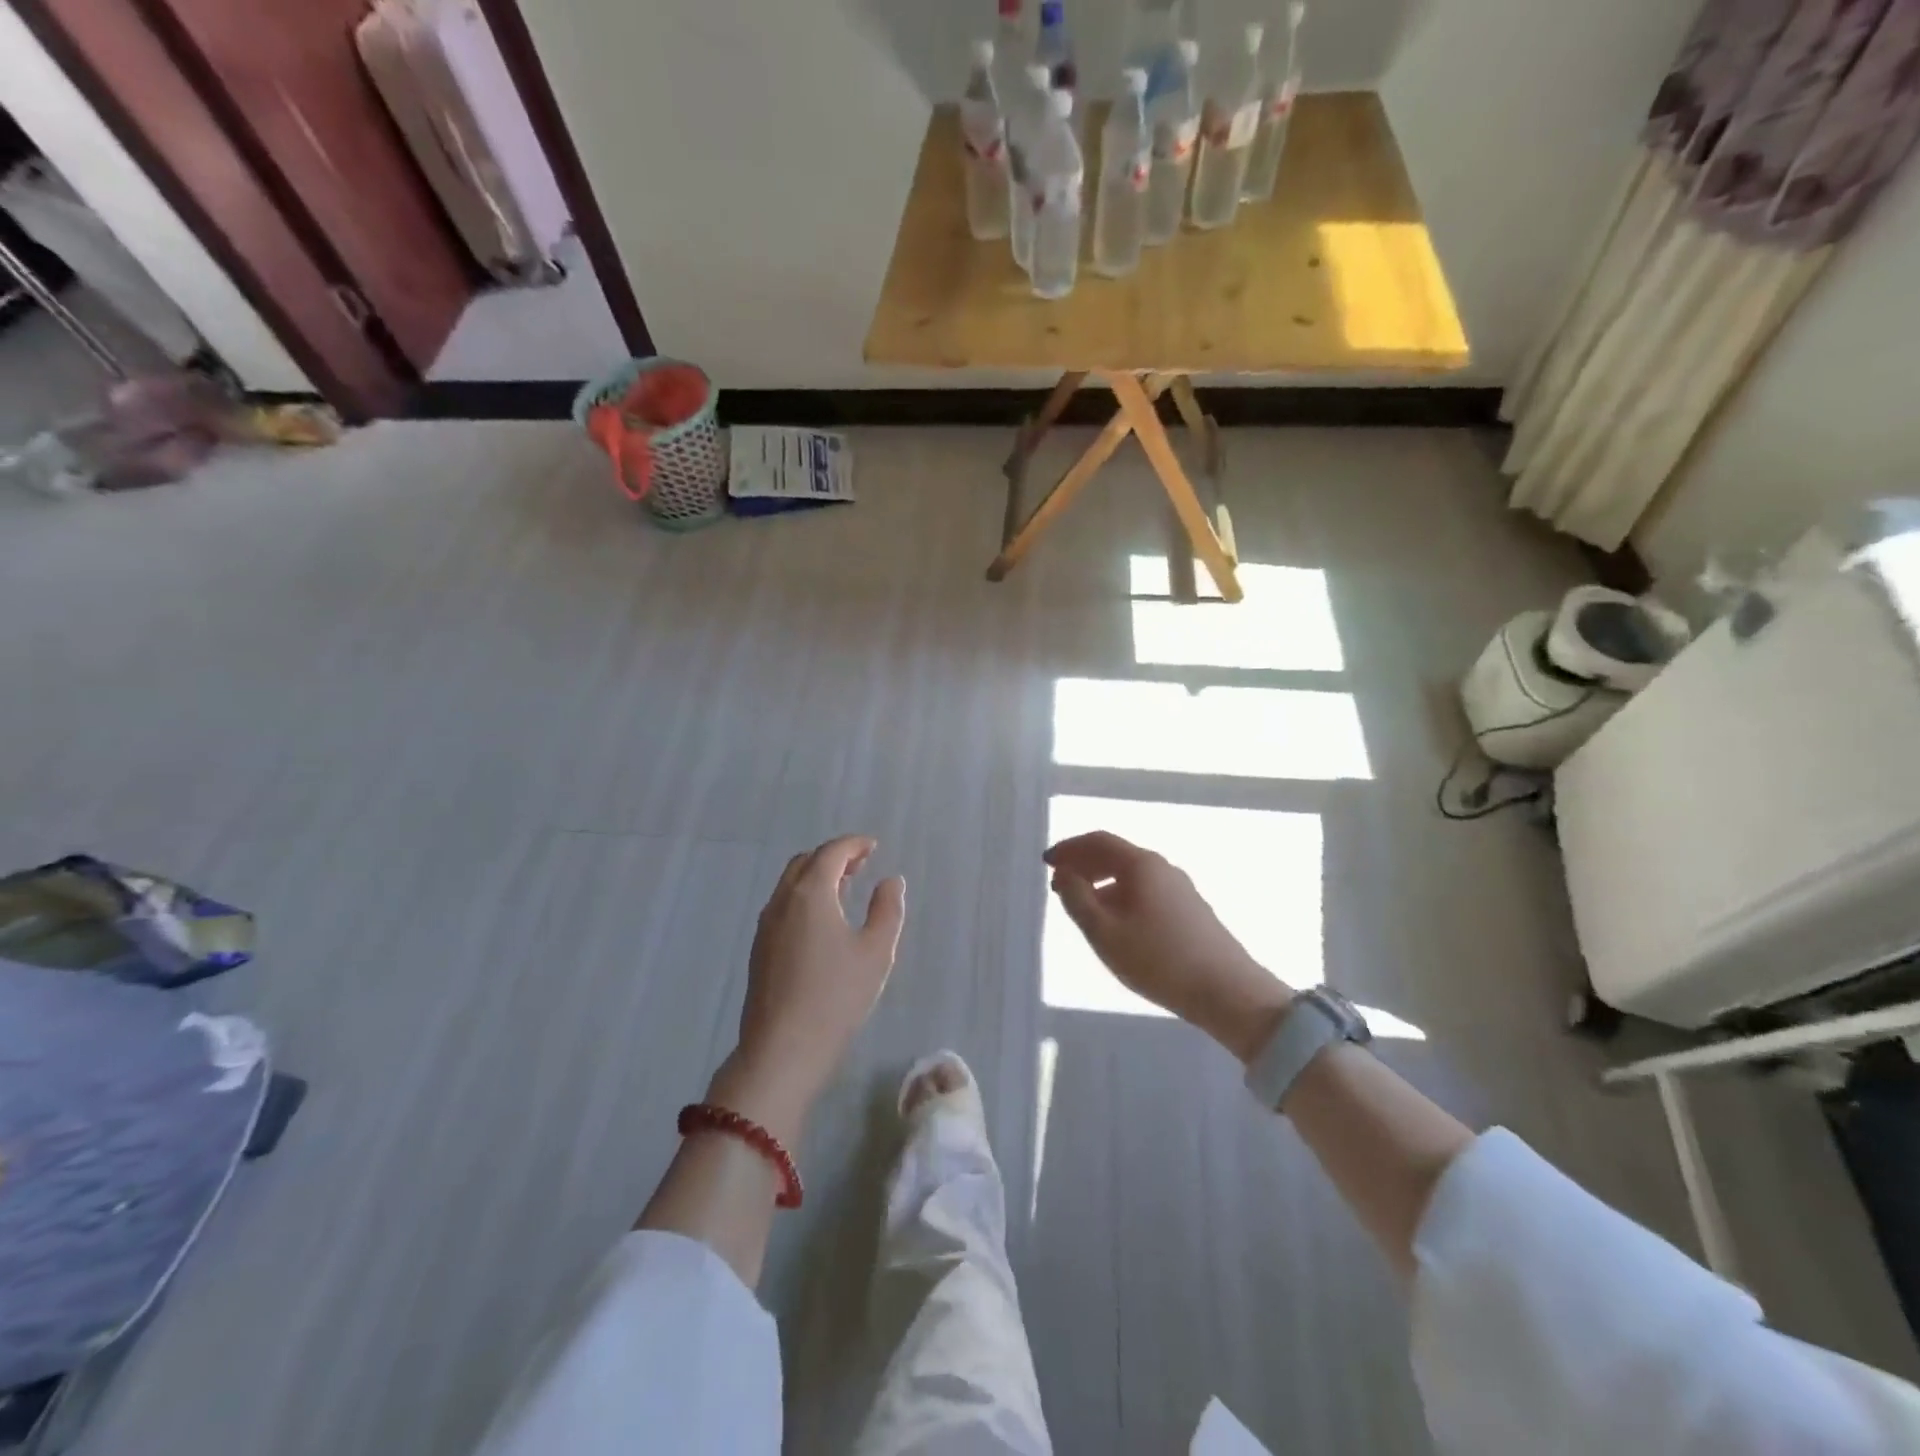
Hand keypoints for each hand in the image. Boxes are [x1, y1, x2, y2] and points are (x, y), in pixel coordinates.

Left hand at [713, 836, 906, 1141]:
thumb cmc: (836, 997)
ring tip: (845, 888)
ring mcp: (766, 925)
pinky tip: (822, 920)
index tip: (873, 846)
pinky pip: (783, 905)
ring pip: (791, 884)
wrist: (782, 1050)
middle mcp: (782, 901)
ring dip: (817, 876)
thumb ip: (887, 909)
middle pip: (806, 862)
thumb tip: (891, 881)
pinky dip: (804, 896)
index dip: (854, 844)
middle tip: (861, 864)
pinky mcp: (760, 949)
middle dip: (834, 856)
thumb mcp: (876, 952)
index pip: (831, 852)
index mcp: (810, 893)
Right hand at [1045, 831, 1294, 1062]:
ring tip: (1081, 907)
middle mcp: (1162, 867)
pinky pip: (1145, 891)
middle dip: (1083, 864)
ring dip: (1101, 882)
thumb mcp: (1104, 933)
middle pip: (1115, 854)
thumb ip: (1077, 900)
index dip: (1069, 848)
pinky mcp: (1190, 910)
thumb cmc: (1158, 960)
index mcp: (1141, 865)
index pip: (1098, 841)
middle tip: (1058, 884)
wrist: (1228, 992)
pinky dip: (1120, 896)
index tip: (1046, 862)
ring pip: (1131, 875)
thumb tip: (1064, 874)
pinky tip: (1115, 924)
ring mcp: (1180, 888)